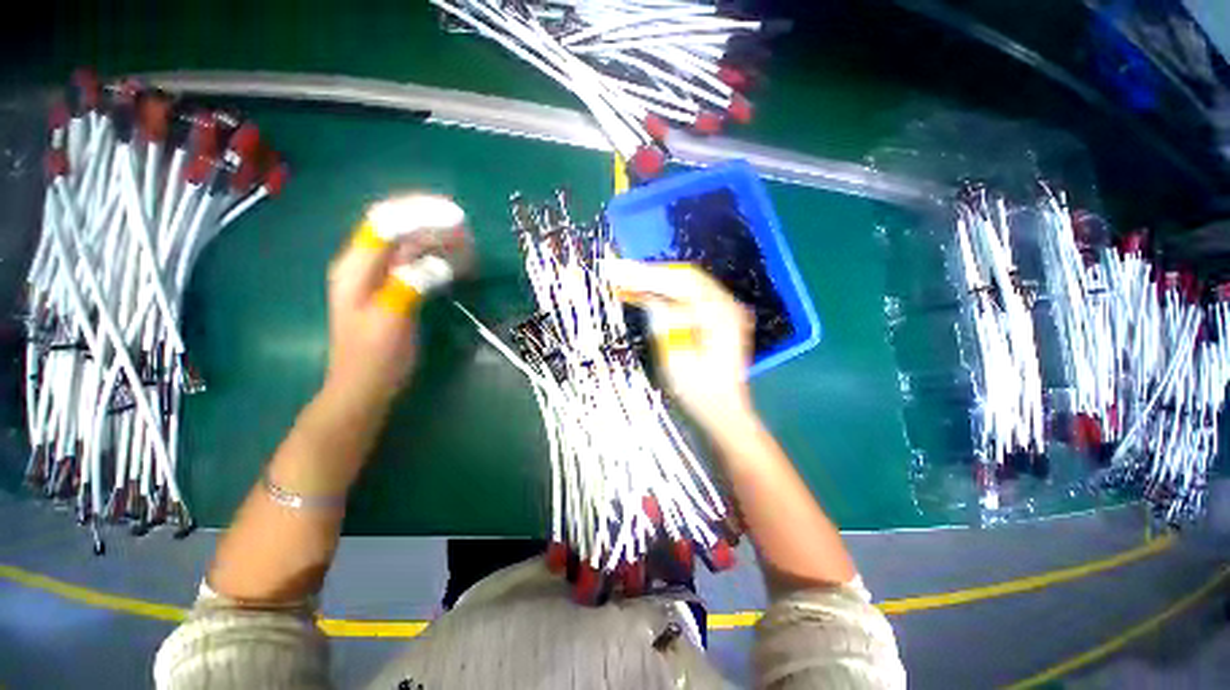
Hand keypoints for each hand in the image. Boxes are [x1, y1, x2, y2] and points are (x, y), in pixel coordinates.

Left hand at [324, 220, 471, 408]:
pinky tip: (459, 264)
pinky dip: (440, 259)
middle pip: (400, 229)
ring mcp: (381, 277)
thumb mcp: (391, 319)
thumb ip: (410, 285)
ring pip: (411, 246)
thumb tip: (440, 263)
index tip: (455, 216)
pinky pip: (419, 264)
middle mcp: (366, 264)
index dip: (419, 212)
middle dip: (433, 224)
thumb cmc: (375, 357)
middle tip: (468, 232)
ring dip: (440, 241)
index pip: (385, 222)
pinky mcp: (396, 290)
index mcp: (356, 266)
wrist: (367, 386)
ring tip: (469, 245)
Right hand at [602, 259, 754, 431]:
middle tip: (619, 272)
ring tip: (627, 281)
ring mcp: (724, 311)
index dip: (648, 274)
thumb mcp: (675, 356)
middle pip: (684, 277)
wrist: (723, 413)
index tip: (619, 271)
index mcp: (719, 312)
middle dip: (651, 274)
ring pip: (686, 285)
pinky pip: (689, 298)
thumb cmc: (698, 391)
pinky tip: (647, 295)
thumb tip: (647, 294)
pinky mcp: (717, 320)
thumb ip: (662, 319)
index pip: (680, 281)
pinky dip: (666, 296)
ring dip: (657, 283)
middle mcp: (726, 304)